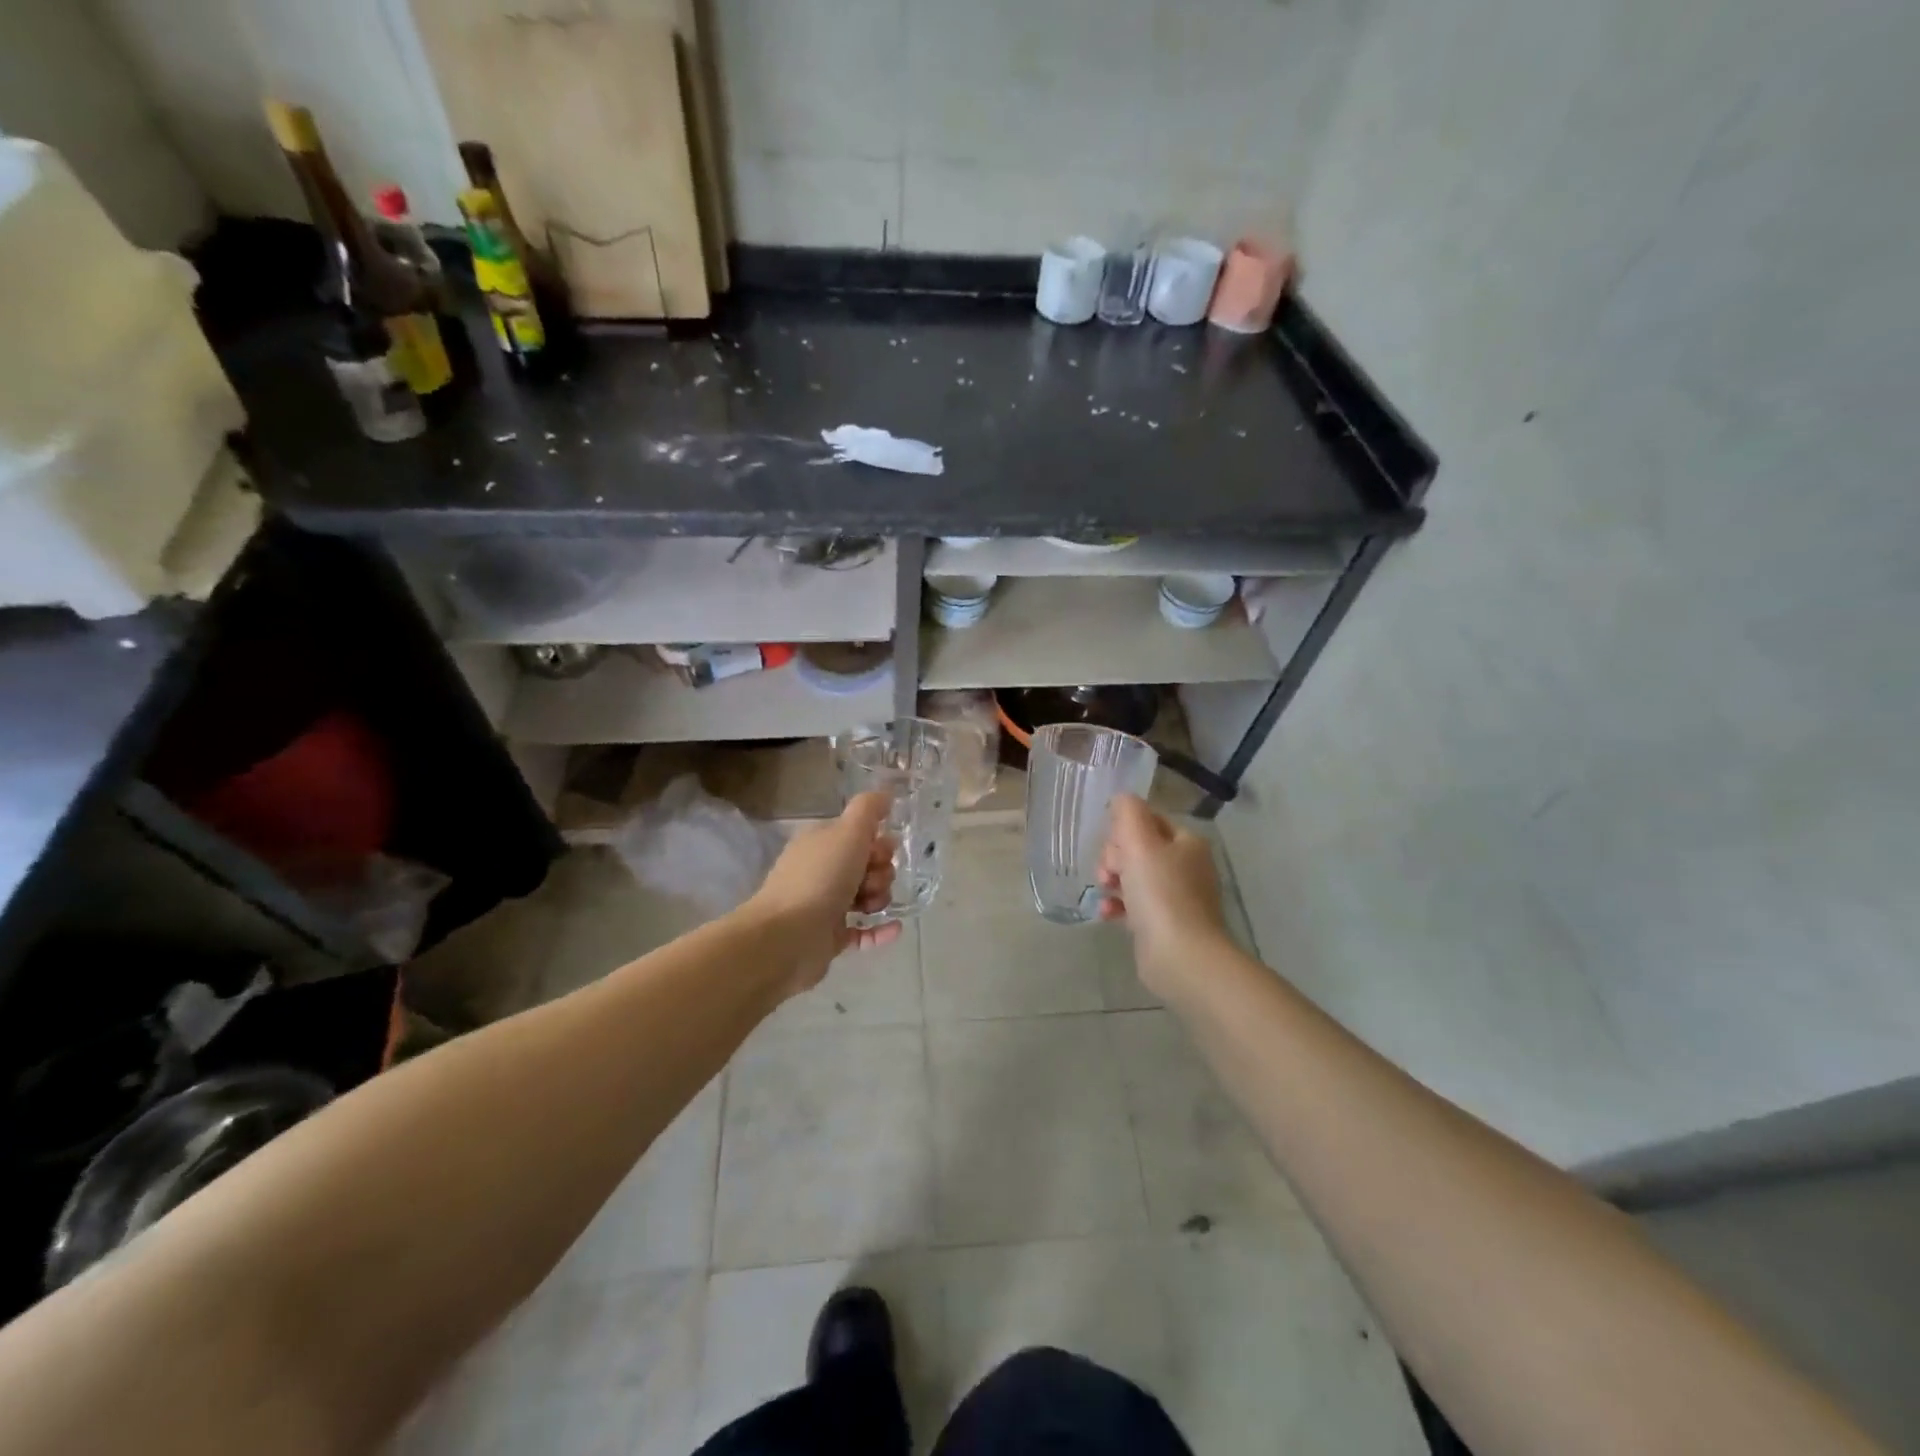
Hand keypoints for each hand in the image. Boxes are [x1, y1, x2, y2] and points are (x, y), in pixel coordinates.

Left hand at [748, 791, 902, 996]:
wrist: (787, 937)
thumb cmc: (820, 878)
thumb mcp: (848, 832)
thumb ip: (869, 809)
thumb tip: (885, 793)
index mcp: (821, 843)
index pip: (860, 836)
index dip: (877, 843)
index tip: (880, 853)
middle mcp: (821, 870)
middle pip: (867, 865)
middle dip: (880, 872)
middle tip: (870, 881)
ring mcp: (824, 905)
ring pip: (866, 896)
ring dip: (880, 898)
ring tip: (871, 905)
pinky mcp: (829, 937)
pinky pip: (862, 931)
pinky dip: (879, 930)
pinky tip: (895, 928)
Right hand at [1097, 795, 1231, 997]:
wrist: (1181, 956)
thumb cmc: (1160, 893)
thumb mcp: (1139, 842)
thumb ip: (1127, 813)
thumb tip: (1121, 798)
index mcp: (1187, 842)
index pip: (1148, 821)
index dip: (1123, 830)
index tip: (1112, 847)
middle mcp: (1187, 866)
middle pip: (1138, 848)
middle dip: (1115, 858)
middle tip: (1109, 873)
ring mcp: (1178, 897)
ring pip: (1134, 877)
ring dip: (1113, 882)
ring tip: (1106, 893)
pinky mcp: (1166, 924)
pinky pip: (1136, 905)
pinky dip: (1119, 906)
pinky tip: (1107, 914)